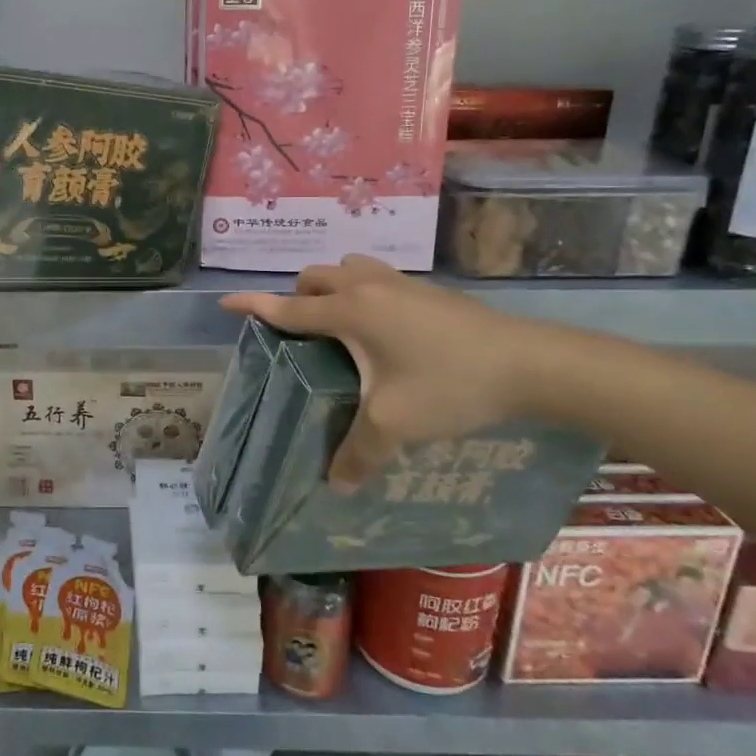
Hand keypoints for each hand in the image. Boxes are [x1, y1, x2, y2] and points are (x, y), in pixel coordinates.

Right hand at [221, 255, 554, 487]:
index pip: (290, 307)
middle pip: (317, 277)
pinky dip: (363, 292)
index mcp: (350, 311)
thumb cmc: (449, 385)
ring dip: (334, 287)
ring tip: (339, 325)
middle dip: (298, 296)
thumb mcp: (395, 424)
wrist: (529, 364)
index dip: (255, 306)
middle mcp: (369, 287)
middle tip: (300, 331)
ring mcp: (402, 283)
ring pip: (350, 269)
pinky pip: (377, 279)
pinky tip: (385, 332)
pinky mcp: (429, 290)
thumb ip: (358, 454)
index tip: (226, 302)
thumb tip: (337, 487)